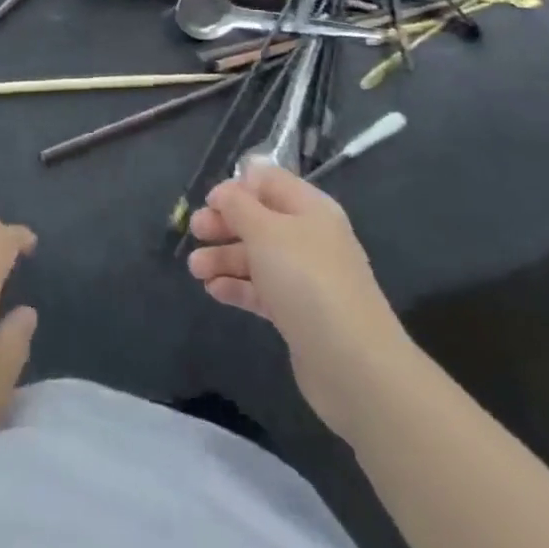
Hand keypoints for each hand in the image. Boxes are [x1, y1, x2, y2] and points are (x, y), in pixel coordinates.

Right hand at [188, 162, 407, 442]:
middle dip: (225, 223)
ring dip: (225, 257)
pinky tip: (213, 291)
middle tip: (194, 232)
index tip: (208, 201)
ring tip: (195, 269)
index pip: (269, 182)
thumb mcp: (266, 232)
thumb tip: (225, 190)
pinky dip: (238, 286)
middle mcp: (309, 237)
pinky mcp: (299, 313)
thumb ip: (239, 206)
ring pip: (258, 256)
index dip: (238, 187)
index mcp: (309, 208)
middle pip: (260, 219)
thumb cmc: (307, 281)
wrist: (354, 365)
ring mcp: (306, 278)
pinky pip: (262, 290)